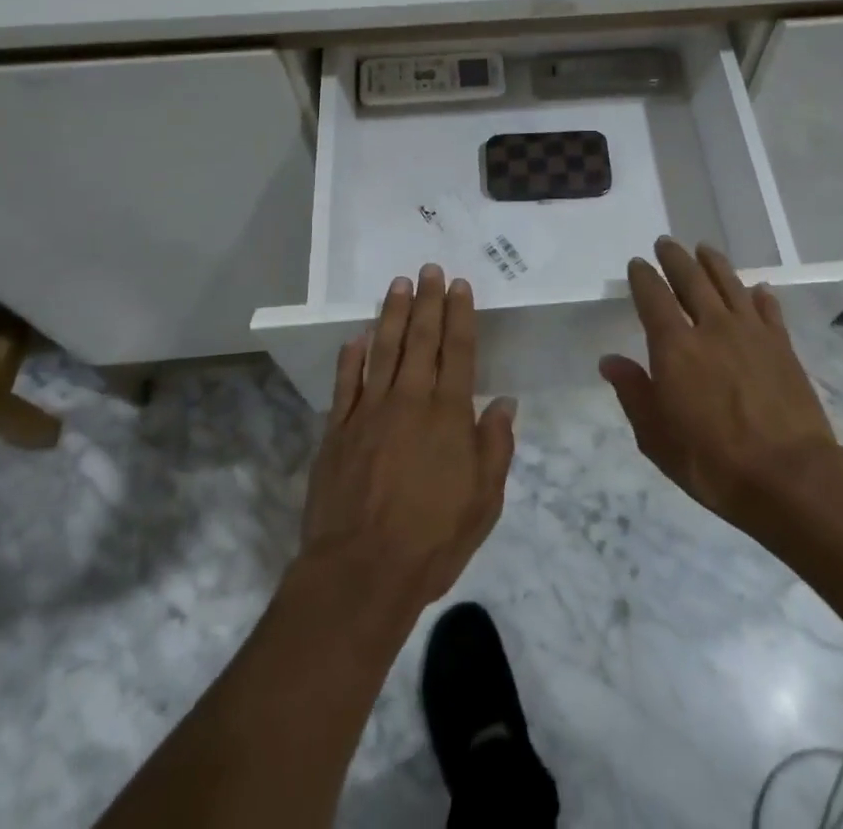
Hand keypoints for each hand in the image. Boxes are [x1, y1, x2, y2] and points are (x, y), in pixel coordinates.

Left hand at [300, 265, 516, 615]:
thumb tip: (504, 402)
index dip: (459, 315)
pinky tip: (356, 337)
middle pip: (420, 339)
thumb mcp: (484, 501)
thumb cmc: (432, 540)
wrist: (360, 573)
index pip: (457, 351)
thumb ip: (495, 446)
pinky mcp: (337, 430)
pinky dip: (351, 357)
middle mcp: (410, 401)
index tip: (458, 285)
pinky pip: (346, 383)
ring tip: (397, 284)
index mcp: (448, 414)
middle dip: (426, 301)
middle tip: (428, 269)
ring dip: (391, 314)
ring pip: (382, 350)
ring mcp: (369, 412)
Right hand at [600, 237, 842, 536]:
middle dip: (675, 258)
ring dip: (714, 263)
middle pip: (691, 279)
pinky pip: (769, 309)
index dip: (643, 277)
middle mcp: (711, 327)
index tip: (637, 264)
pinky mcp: (782, 345)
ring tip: (704, 249)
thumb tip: (610, 360)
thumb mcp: (656, 437)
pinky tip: (758, 289)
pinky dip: (760, 295)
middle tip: (666, 243)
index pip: (653, 297)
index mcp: (674, 346)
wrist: (790, 476)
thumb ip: (633, 392)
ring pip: (730, 284)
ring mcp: (751, 332)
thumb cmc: (713, 462)